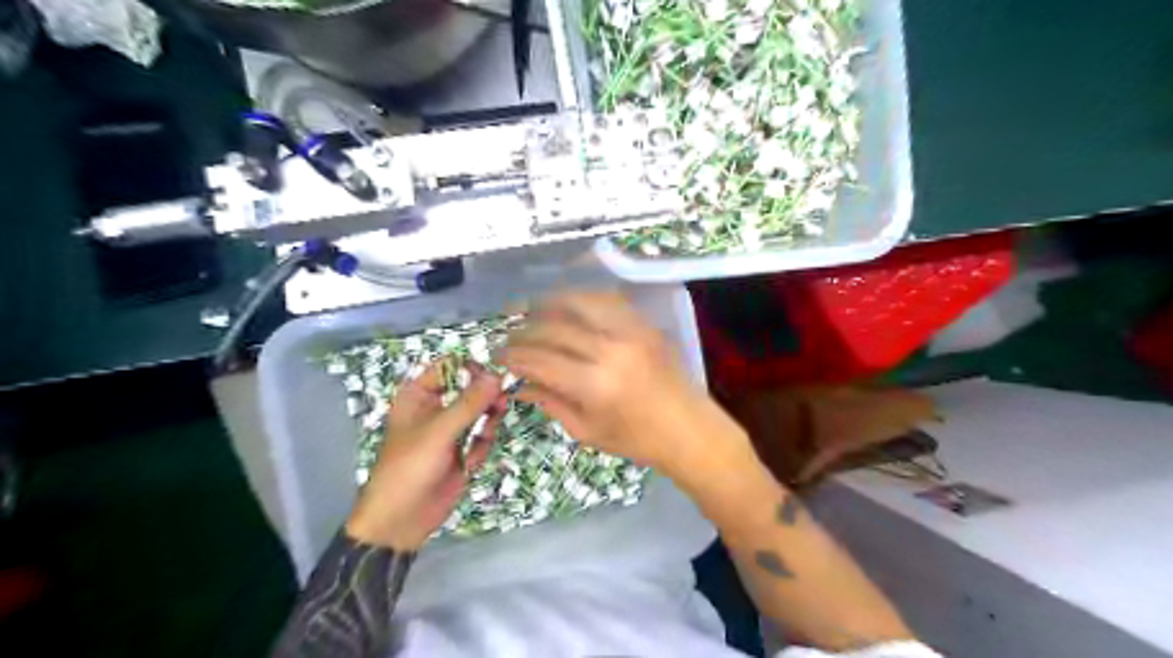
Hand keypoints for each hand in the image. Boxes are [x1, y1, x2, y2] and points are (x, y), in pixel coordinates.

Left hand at [342, 361, 501, 550]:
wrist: (401, 519)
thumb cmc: (409, 468)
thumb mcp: (439, 432)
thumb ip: (470, 403)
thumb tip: (497, 376)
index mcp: (418, 395)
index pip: (449, 367)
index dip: (472, 369)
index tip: (493, 377)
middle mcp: (435, 408)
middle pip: (469, 389)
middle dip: (485, 396)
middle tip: (500, 403)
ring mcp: (449, 431)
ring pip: (480, 412)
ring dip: (488, 420)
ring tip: (489, 430)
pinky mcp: (461, 451)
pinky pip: (481, 437)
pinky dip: (482, 444)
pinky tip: (473, 460)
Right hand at [498, 291, 745, 480]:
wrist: (689, 429)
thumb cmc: (637, 441)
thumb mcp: (587, 431)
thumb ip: (551, 403)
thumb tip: (520, 385)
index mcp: (594, 385)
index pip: (540, 359)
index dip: (513, 356)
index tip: (498, 356)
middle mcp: (610, 350)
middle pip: (554, 327)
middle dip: (524, 330)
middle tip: (509, 336)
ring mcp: (631, 332)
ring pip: (579, 302)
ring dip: (549, 303)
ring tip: (529, 310)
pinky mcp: (644, 325)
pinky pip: (607, 300)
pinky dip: (581, 299)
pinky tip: (567, 306)